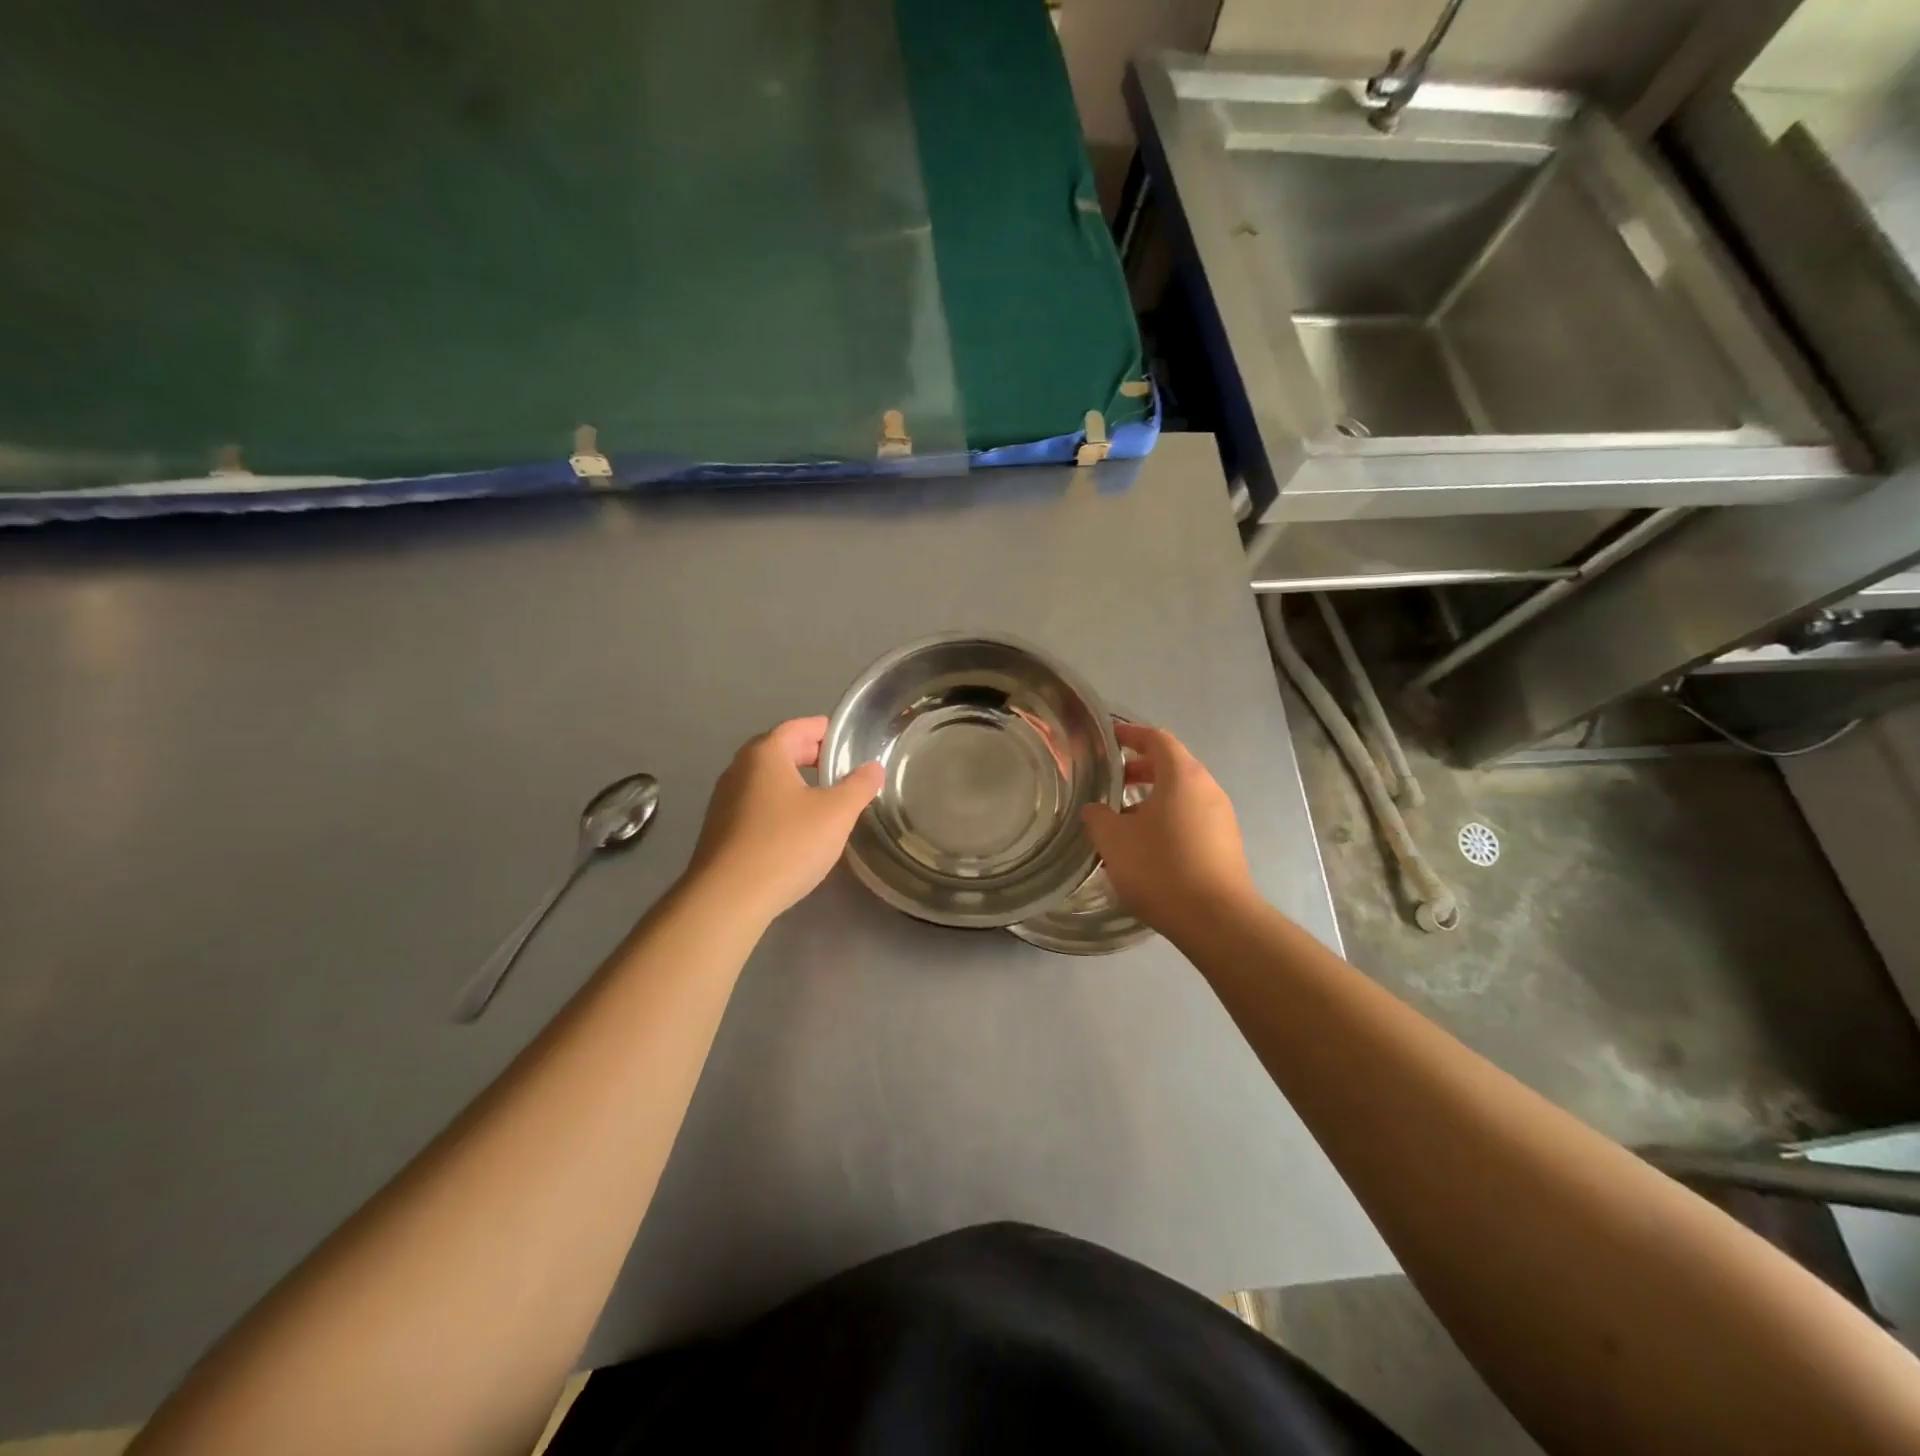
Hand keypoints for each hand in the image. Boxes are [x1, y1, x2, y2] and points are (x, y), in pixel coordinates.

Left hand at [685, 717, 883, 924]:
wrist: (728, 898)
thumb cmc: (786, 844)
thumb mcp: (836, 813)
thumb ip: (859, 786)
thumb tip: (873, 767)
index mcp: (764, 754)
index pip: (798, 727)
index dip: (824, 730)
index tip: (847, 739)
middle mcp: (739, 769)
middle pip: (779, 750)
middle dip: (810, 755)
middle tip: (840, 767)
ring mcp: (724, 800)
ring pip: (766, 779)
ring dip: (794, 781)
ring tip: (823, 797)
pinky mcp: (720, 829)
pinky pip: (756, 804)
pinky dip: (779, 804)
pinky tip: (796, 828)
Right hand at [1081, 723, 1256, 936]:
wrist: (1216, 919)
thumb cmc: (1161, 868)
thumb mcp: (1114, 840)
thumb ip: (1098, 817)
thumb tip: (1095, 810)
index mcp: (1182, 776)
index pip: (1157, 739)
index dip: (1132, 735)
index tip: (1110, 740)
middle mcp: (1208, 788)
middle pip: (1173, 765)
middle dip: (1141, 768)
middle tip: (1113, 782)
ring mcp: (1222, 817)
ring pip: (1183, 794)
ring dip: (1154, 797)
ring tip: (1125, 819)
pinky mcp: (1226, 843)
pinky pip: (1193, 817)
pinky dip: (1169, 818)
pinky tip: (1148, 845)